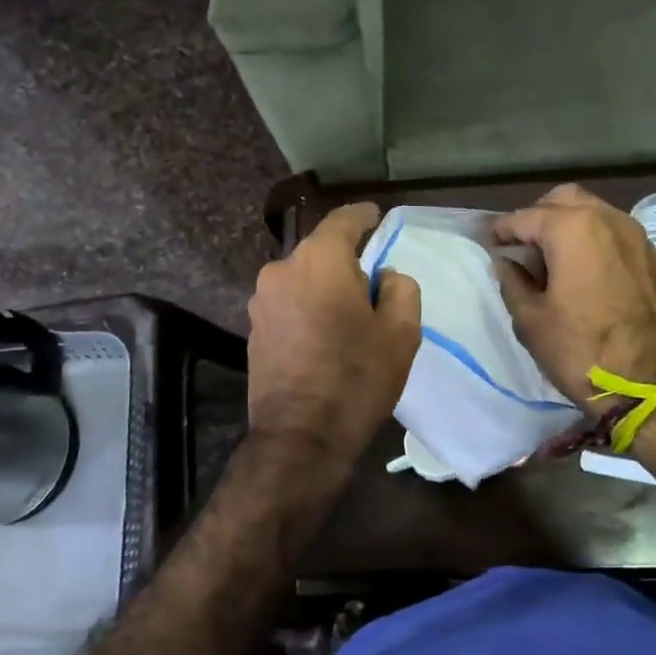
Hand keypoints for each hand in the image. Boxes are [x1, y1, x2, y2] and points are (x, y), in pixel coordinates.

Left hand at [247, 202, 421, 463]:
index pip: (344, 220)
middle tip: (373, 287)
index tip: (378, 217)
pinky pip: (288, 305)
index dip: (365, 216)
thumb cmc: (357, 378)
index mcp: (318, 260)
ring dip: (324, 289)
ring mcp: (260, 301)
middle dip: (347, 262)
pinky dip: (307, 309)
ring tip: (348, 319)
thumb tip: (384, 276)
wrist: (300, 437)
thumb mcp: (402, 332)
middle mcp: (281, 269)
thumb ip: (400, 288)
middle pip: (321, 252)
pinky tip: (324, 337)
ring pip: (302, 280)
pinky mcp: (253, 330)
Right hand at [494, 184, 655, 410]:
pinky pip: (612, 232)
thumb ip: (512, 282)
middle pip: (562, 201)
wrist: (653, 384)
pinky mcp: (650, 255)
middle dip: (537, 217)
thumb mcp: (531, 320)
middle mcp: (606, 219)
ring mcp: (634, 234)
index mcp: (572, 228)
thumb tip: (506, 263)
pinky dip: (591, 239)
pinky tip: (579, 268)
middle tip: (520, 246)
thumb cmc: (582, 351)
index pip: (525, 218)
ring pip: (591, 212)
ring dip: (566, 226)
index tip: (487, 242)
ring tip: (548, 258)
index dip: (501, 231)